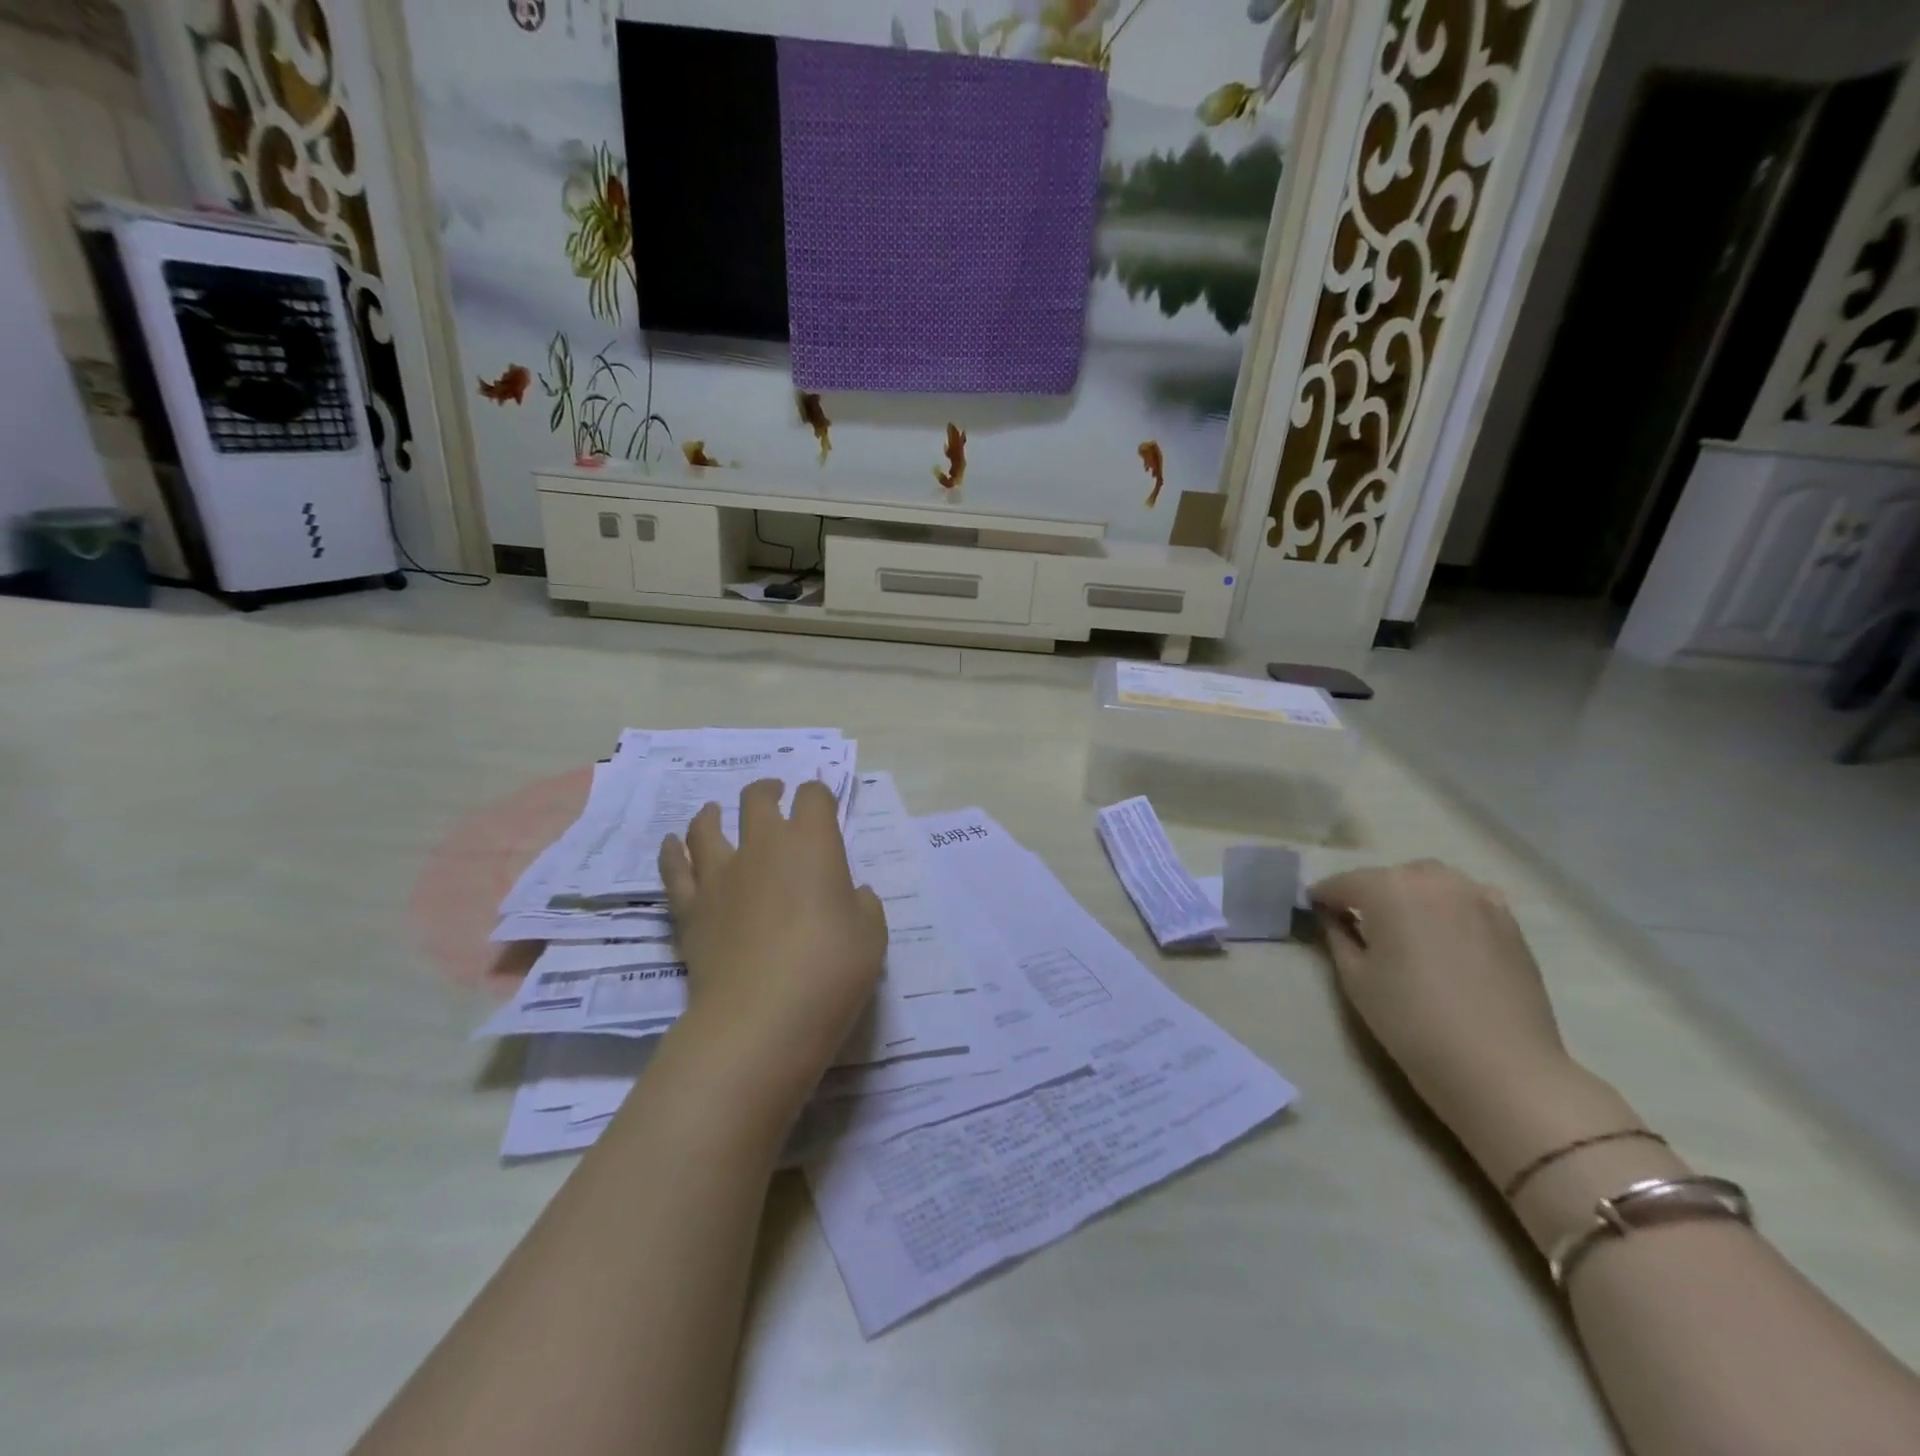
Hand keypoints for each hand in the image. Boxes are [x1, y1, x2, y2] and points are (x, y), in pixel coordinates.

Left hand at [658, 779, 887, 1111]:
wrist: (762, 1016)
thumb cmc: (830, 970)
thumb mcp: (871, 936)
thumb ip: (864, 906)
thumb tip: (853, 894)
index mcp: (813, 844)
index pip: (814, 797)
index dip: (818, 795)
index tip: (821, 803)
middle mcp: (763, 846)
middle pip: (757, 799)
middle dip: (768, 791)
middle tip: (774, 794)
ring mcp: (721, 875)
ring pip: (706, 827)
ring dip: (713, 814)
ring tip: (715, 812)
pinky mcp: (691, 908)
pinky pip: (675, 869)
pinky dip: (673, 852)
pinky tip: (672, 844)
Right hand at [1311, 860, 1572, 1133]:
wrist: (1500, 1067)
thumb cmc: (1411, 1020)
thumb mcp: (1355, 978)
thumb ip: (1337, 935)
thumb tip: (1333, 915)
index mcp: (1389, 888)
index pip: (1344, 883)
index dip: (1324, 896)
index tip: (1313, 908)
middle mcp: (1434, 880)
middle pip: (1390, 877)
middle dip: (1370, 894)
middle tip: (1357, 922)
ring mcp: (1478, 896)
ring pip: (1430, 883)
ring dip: (1410, 896)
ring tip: (1402, 927)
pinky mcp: (1508, 921)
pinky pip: (1464, 900)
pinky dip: (1445, 908)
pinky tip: (1442, 937)